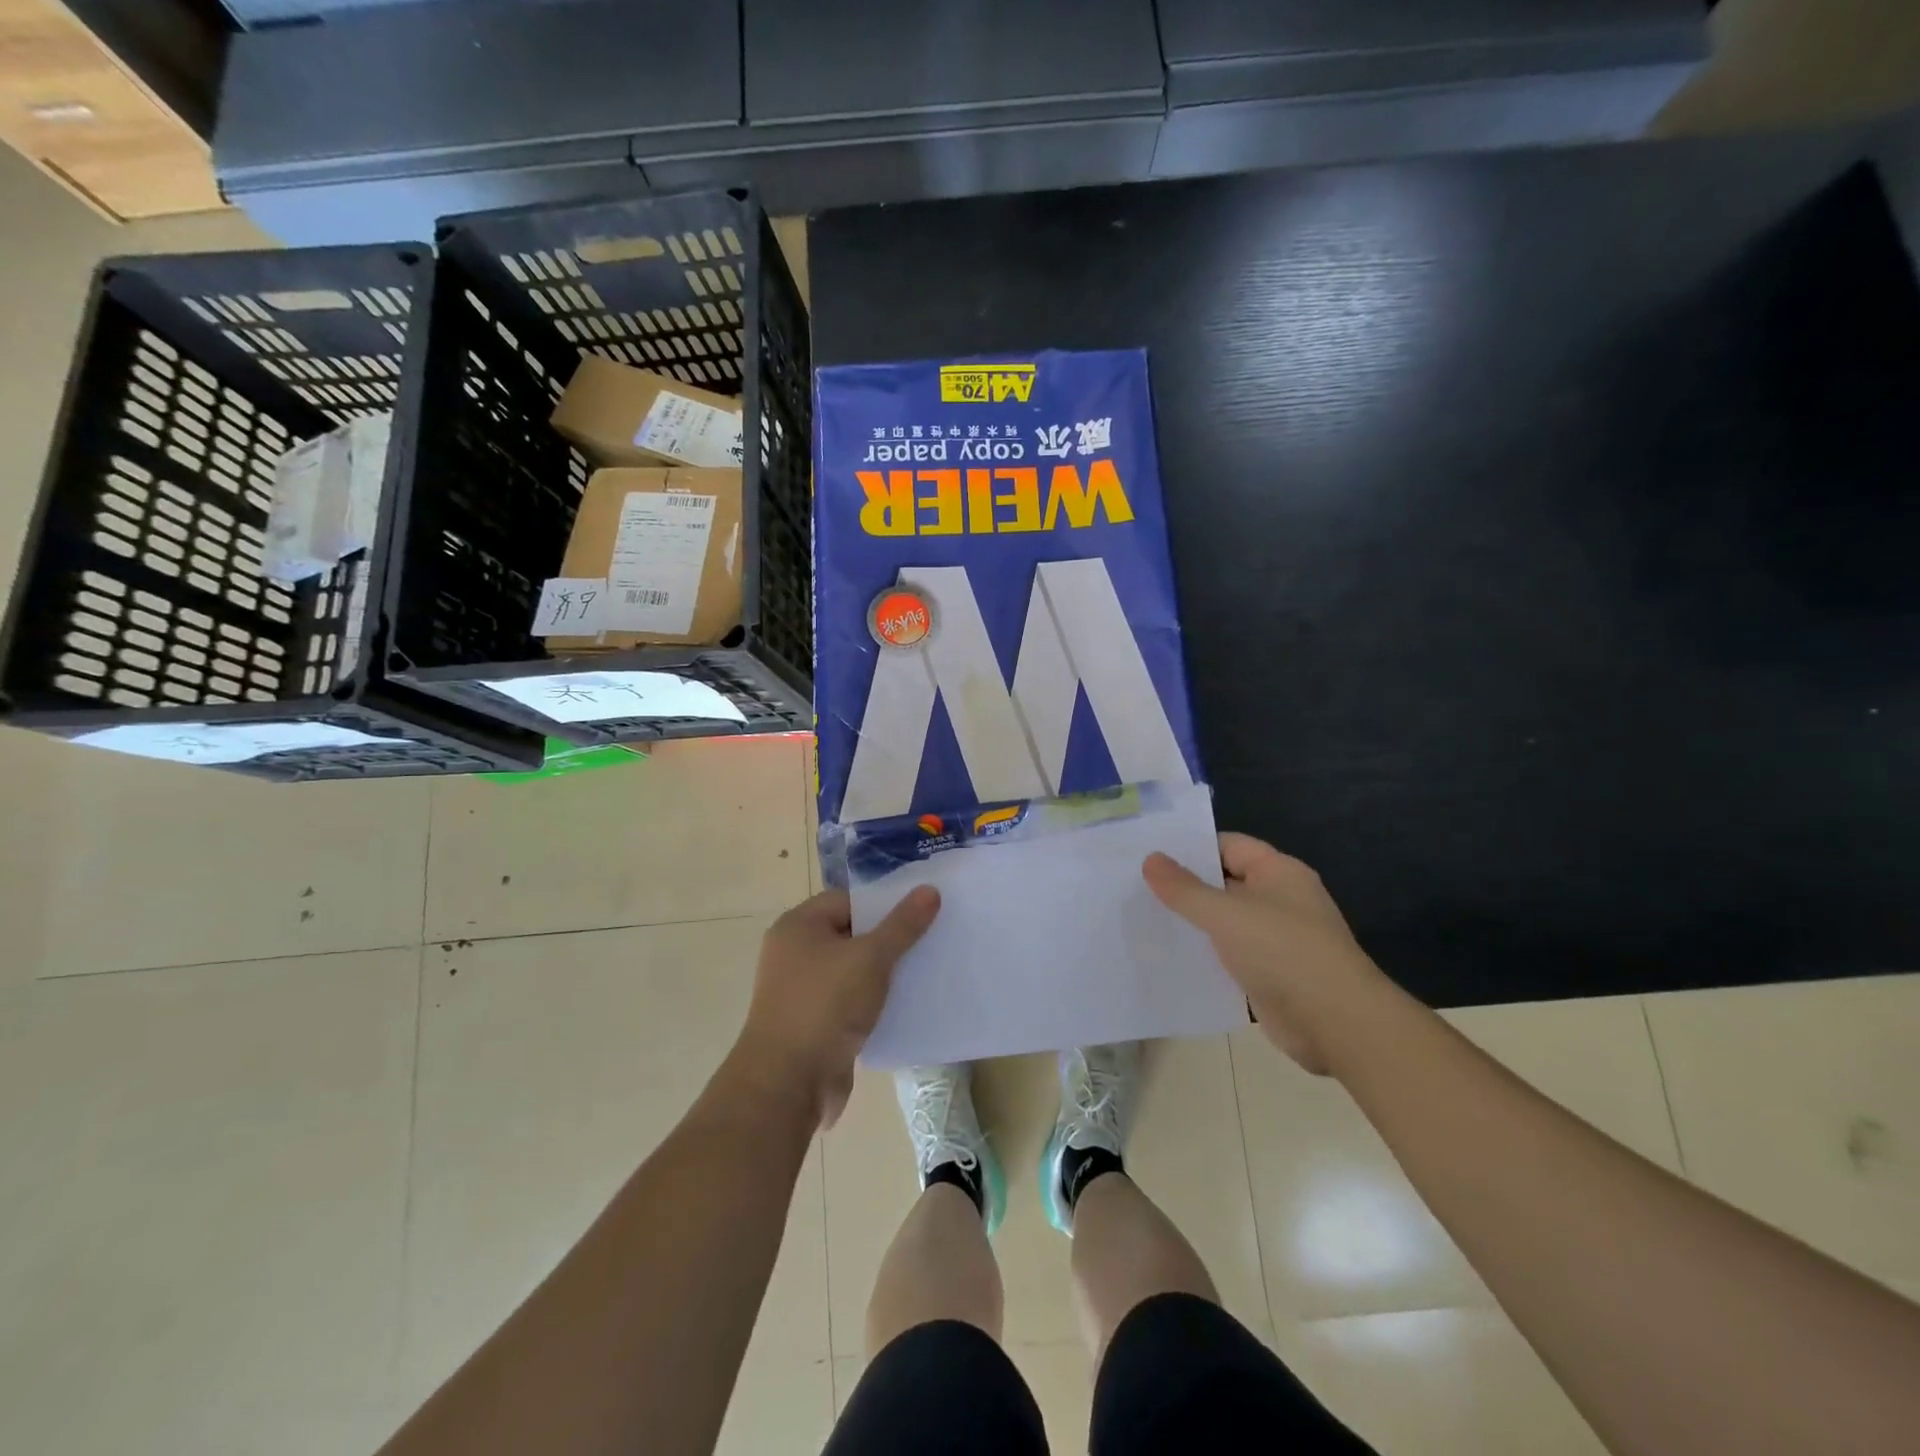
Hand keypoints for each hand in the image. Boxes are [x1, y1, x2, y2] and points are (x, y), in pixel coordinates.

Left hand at [735, 886, 939, 1127]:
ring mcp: (801, 992)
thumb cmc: (825, 1005)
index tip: (919, 915)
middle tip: (927, 942)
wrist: (788, 1083)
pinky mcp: (812, 1025)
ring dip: (881, 975)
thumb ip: (902, 925)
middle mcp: (794, 954)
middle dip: (887, 940)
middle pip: (850, 935)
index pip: (847, 901)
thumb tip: (930, 890)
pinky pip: (848, 1003)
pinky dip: (871, 1004)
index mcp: (798, 927)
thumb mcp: (871, 958)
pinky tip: (903, 1008)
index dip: (882, 906)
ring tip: (922, 973)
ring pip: (851, 972)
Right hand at [1144, 834, 1388, 1073]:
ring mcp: (1278, 938)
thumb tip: (1151, 858)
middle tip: (1136, 886)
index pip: (1228, 845)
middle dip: (1186, 887)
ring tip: (1145, 920)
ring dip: (1194, 924)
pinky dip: (1206, 956)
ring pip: (1226, 922)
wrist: (1336, 1024)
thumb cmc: (1282, 952)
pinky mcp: (1272, 974)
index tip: (1149, 854)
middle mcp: (1281, 899)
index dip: (1191, 848)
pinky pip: (1231, 956)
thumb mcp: (1224, 914)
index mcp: (1278, 872)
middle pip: (1225, 883)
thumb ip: (1184, 888)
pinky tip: (1172, 958)